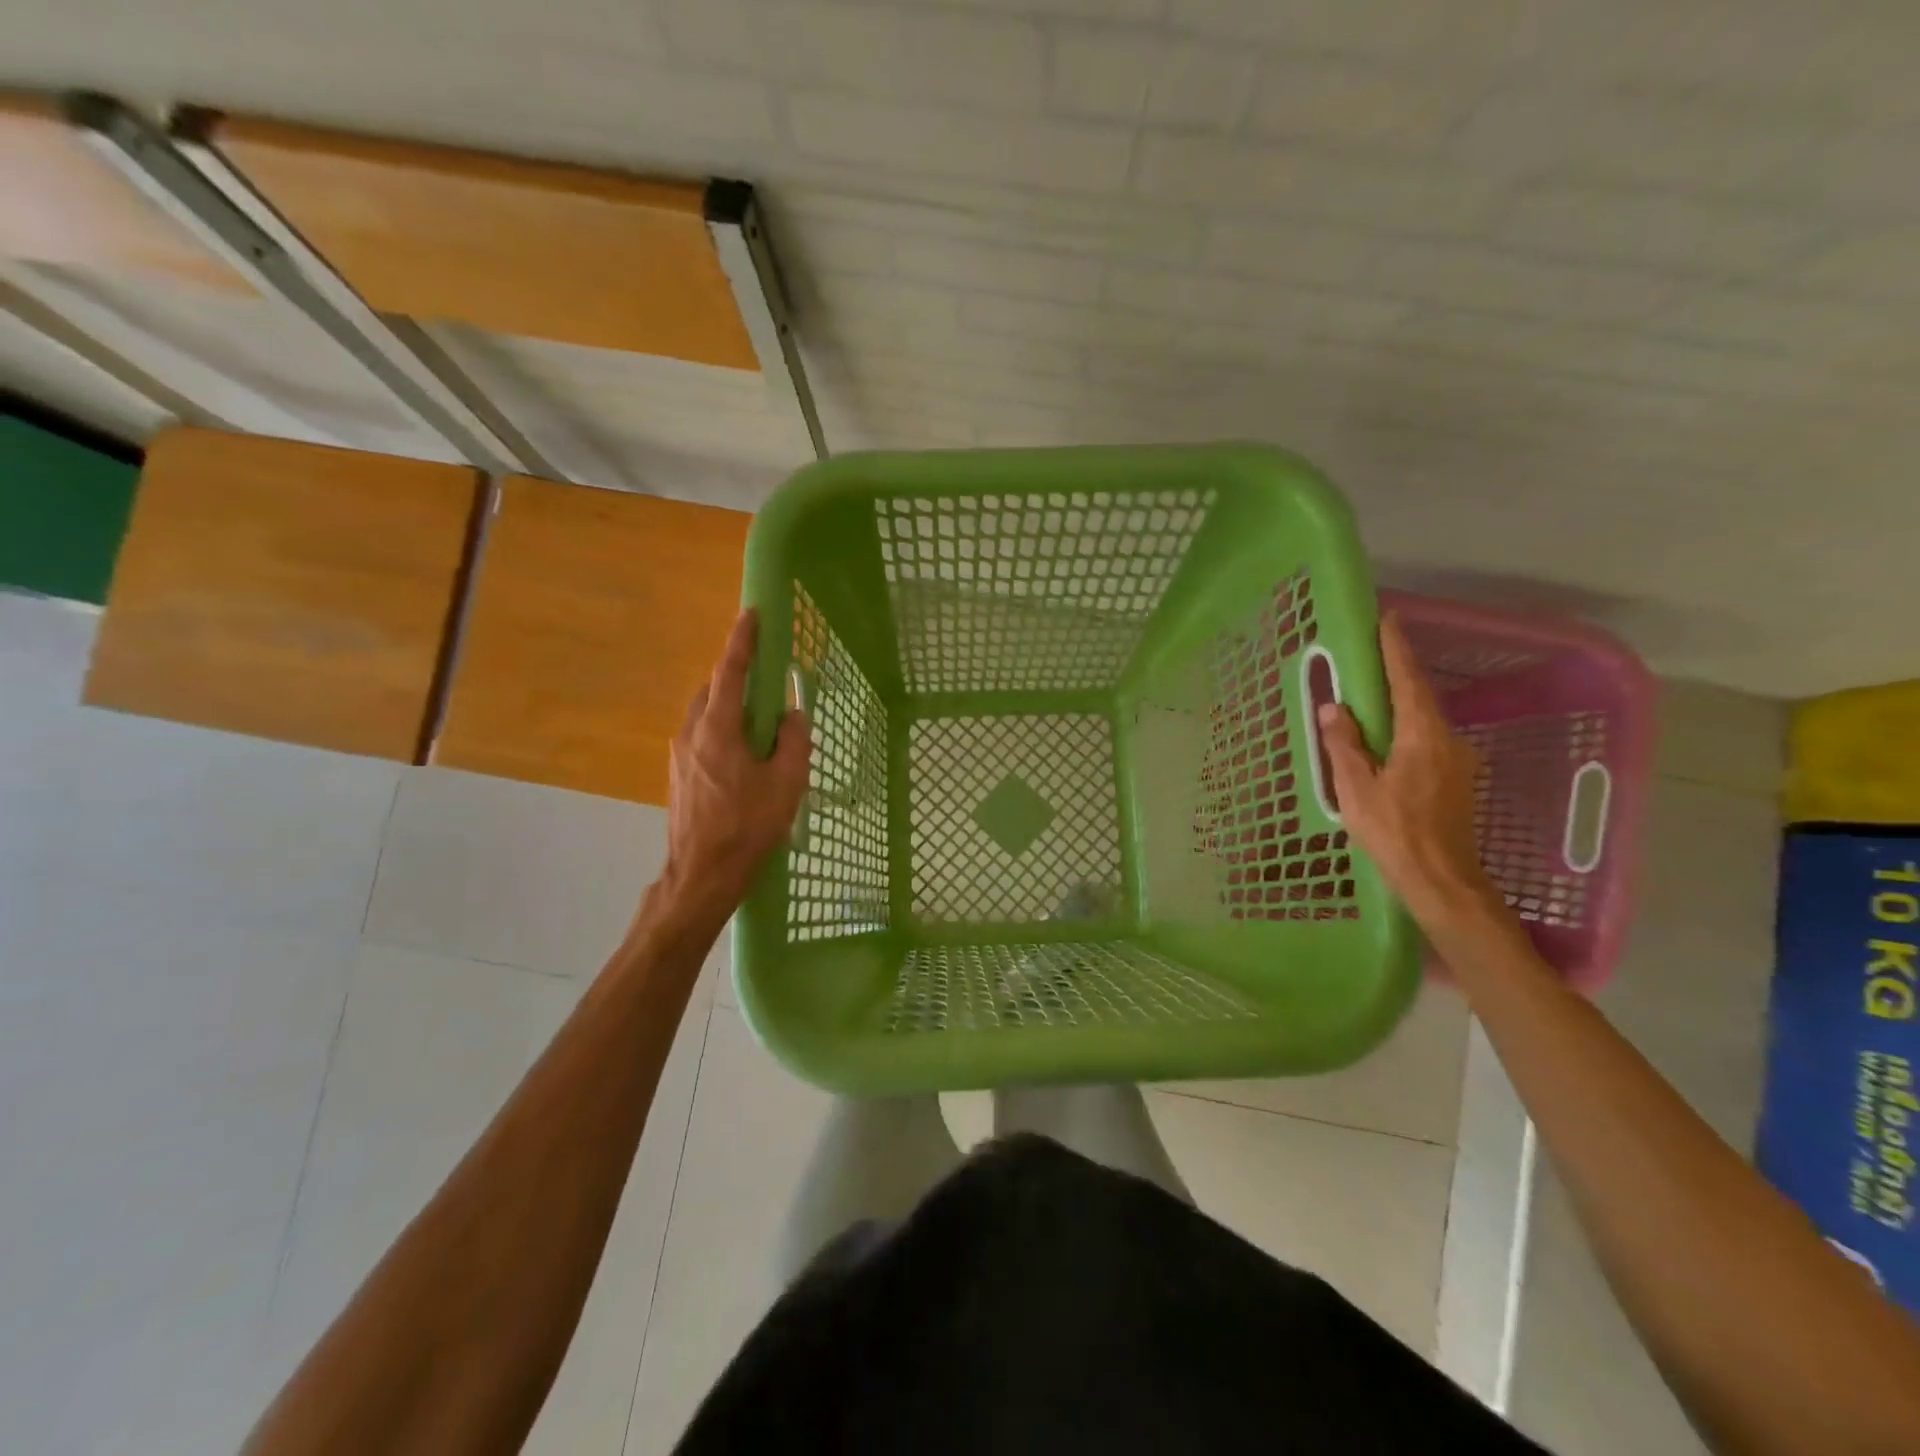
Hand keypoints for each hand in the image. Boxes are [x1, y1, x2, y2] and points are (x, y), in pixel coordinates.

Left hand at [663, 610, 809, 911]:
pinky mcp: (678, 775)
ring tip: (758, 721)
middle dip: (736, 676)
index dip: (742, 641)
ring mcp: (679, 755)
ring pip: (704, 714)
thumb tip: (792, 715)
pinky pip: (701, 736)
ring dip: (729, 706)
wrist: (702, 874)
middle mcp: (692, 733)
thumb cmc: (747, 826)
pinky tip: (742, 754)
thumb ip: (794, 741)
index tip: (751, 614)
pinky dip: (721, 729)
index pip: (730, 672)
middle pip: (713, 690)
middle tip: (765, 678)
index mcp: (718, 729)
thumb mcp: (786, 783)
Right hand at [1315, 613, 1502, 929]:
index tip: (1388, 620)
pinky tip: (1386, 743)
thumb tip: (1335, 708)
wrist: (1442, 880)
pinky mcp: (1457, 780)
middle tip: (1371, 658)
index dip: (1397, 650)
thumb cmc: (1394, 832)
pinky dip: (1406, 732)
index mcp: (1422, 737)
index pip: (1408, 681)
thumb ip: (1345, 745)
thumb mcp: (1356, 788)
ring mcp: (1458, 761)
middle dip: (1397, 675)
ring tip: (1371, 702)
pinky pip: (1427, 742)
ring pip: (1424, 722)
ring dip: (1400, 707)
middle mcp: (1447, 740)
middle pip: (1420, 698)